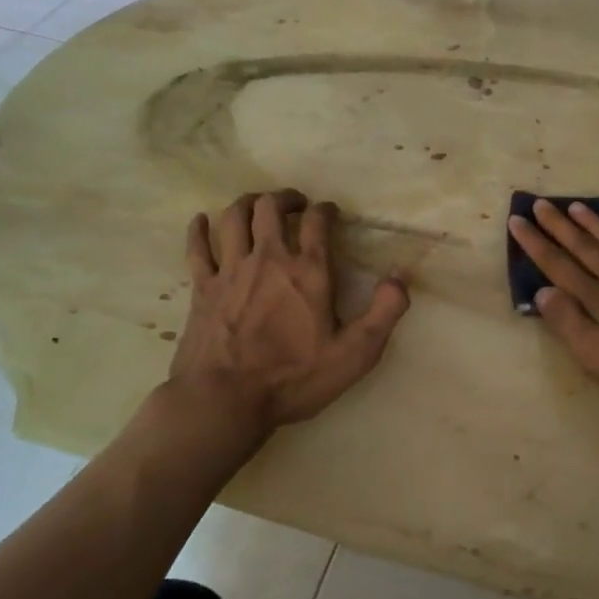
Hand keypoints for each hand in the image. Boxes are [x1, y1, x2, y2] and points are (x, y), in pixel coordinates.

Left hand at [171, 191, 409, 429]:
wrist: (224, 401)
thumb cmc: (293, 379)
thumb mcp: (355, 353)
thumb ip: (384, 311)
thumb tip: (402, 274)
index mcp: (308, 272)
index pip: (317, 222)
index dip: (325, 210)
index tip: (329, 212)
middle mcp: (268, 259)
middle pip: (270, 207)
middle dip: (285, 198)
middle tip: (294, 203)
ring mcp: (230, 270)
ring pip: (234, 217)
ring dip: (247, 203)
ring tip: (256, 205)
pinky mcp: (201, 288)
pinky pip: (197, 247)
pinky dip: (199, 229)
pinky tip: (201, 221)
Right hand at [508, 199, 598, 401]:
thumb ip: (569, 322)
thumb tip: (543, 291)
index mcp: (597, 298)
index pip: (559, 266)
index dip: (536, 244)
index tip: (517, 220)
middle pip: (584, 248)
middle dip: (558, 226)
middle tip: (540, 203)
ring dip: (594, 225)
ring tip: (576, 206)